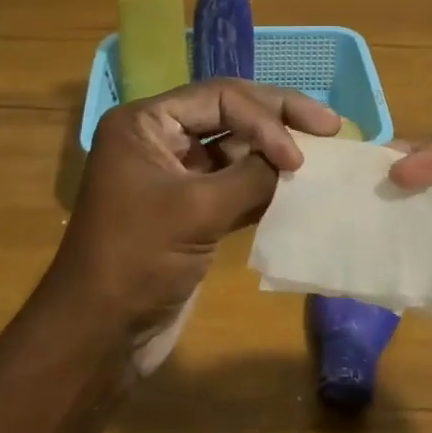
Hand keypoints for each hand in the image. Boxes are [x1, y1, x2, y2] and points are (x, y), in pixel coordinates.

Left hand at [46, 79, 339, 371]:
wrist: (101, 334)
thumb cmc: (138, 259)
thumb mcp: (197, 209)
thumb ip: (252, 175)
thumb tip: (293, 160)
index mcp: (145, 123)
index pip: (219, 98)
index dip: (266, 118)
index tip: (299, 156)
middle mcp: (158, 140)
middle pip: (229, 113)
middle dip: (278, 118)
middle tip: (330, 124)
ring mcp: (174, 175)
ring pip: (234, 148)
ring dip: (273, 152)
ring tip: (321, 154)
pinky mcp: (188, 210)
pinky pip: (233, 183)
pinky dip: (264, 184)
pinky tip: (297, 187)